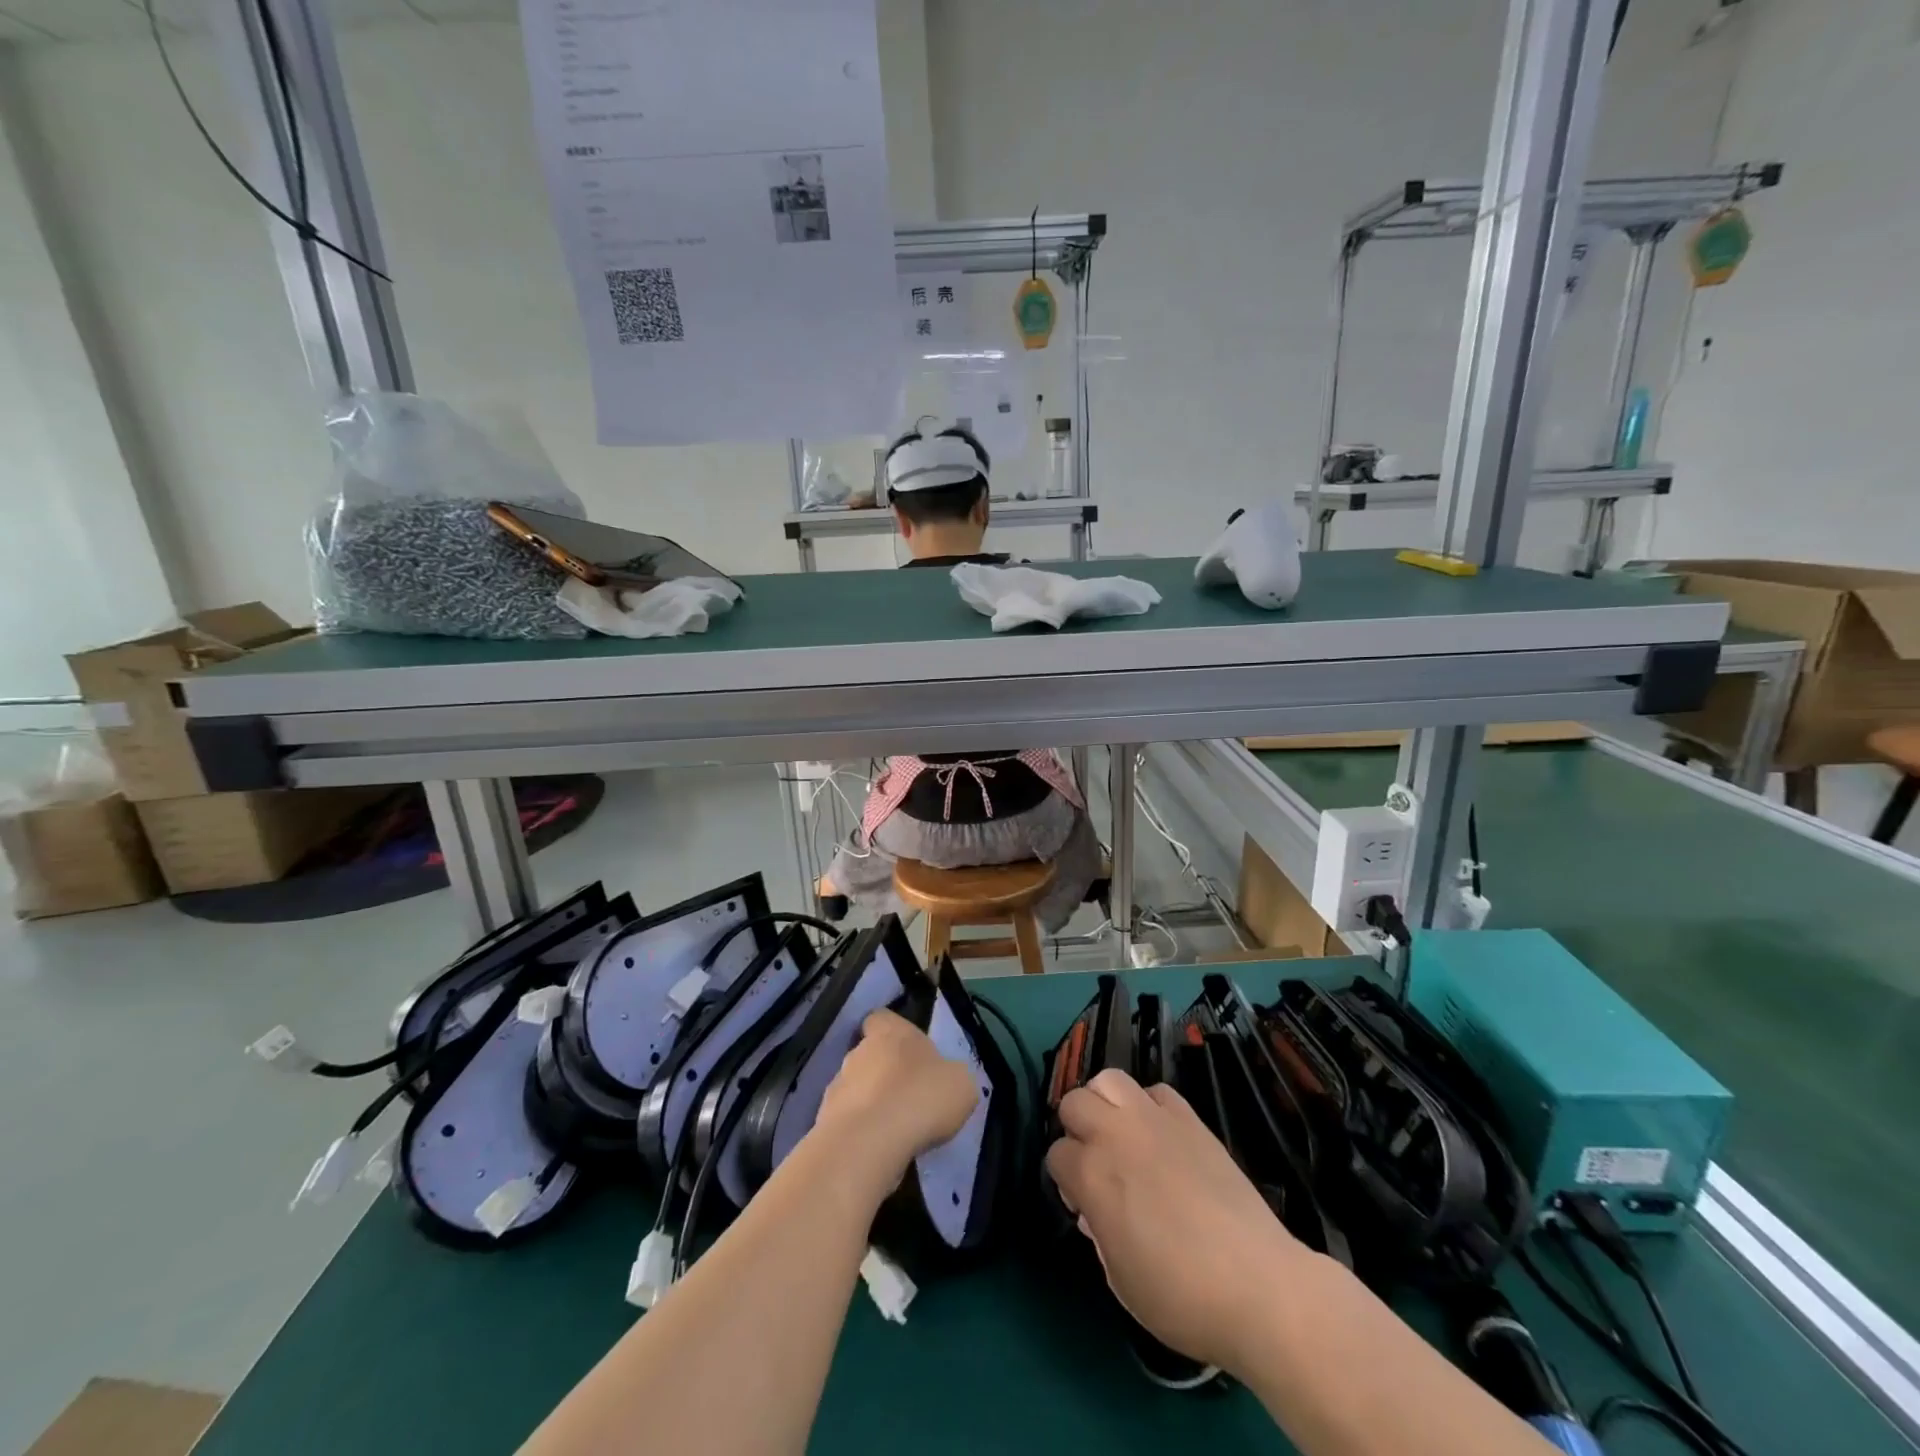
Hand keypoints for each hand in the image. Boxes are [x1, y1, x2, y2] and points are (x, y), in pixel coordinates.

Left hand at [815, 1010, 979, 1189]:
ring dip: (870, 1104)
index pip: (881, 1018)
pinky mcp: (825, 1121)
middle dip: (884, 1073)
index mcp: (890, 1032)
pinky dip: (860, 1132)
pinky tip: (878, 1150)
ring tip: (894, 1131)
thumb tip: (947, 1080)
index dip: (892, 1032)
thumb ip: (953, 1076)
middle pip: (868, 1055)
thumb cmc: (921, 1098)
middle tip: (908, 1098)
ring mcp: (837, 1086)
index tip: (908, 1051)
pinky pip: (846, 1122)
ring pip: (856, 1089)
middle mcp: (858, 1051)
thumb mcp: (961, 1084)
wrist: (870, 1143)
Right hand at [1045, 1069, 1307, 1373]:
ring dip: (1105, 1103)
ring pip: (1109, 1080)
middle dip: (1076, 1129)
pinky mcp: (1190, 1118)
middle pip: (1074, 1102)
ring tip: (1120, 1134)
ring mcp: (1154, 1120)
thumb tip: (1094, 1210)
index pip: (1055, 1154)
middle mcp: (1115, 1135)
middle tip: (1095, 1162)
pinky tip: (1160, 1136)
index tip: (1081, 1202)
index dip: (1064, 1179)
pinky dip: (1149, 1106)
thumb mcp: (1120, 1279)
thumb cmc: (1181, 1296)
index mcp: (1091, 1175)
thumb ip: (1098, 1234)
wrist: (1258, 1286)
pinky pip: (1156, 1091)